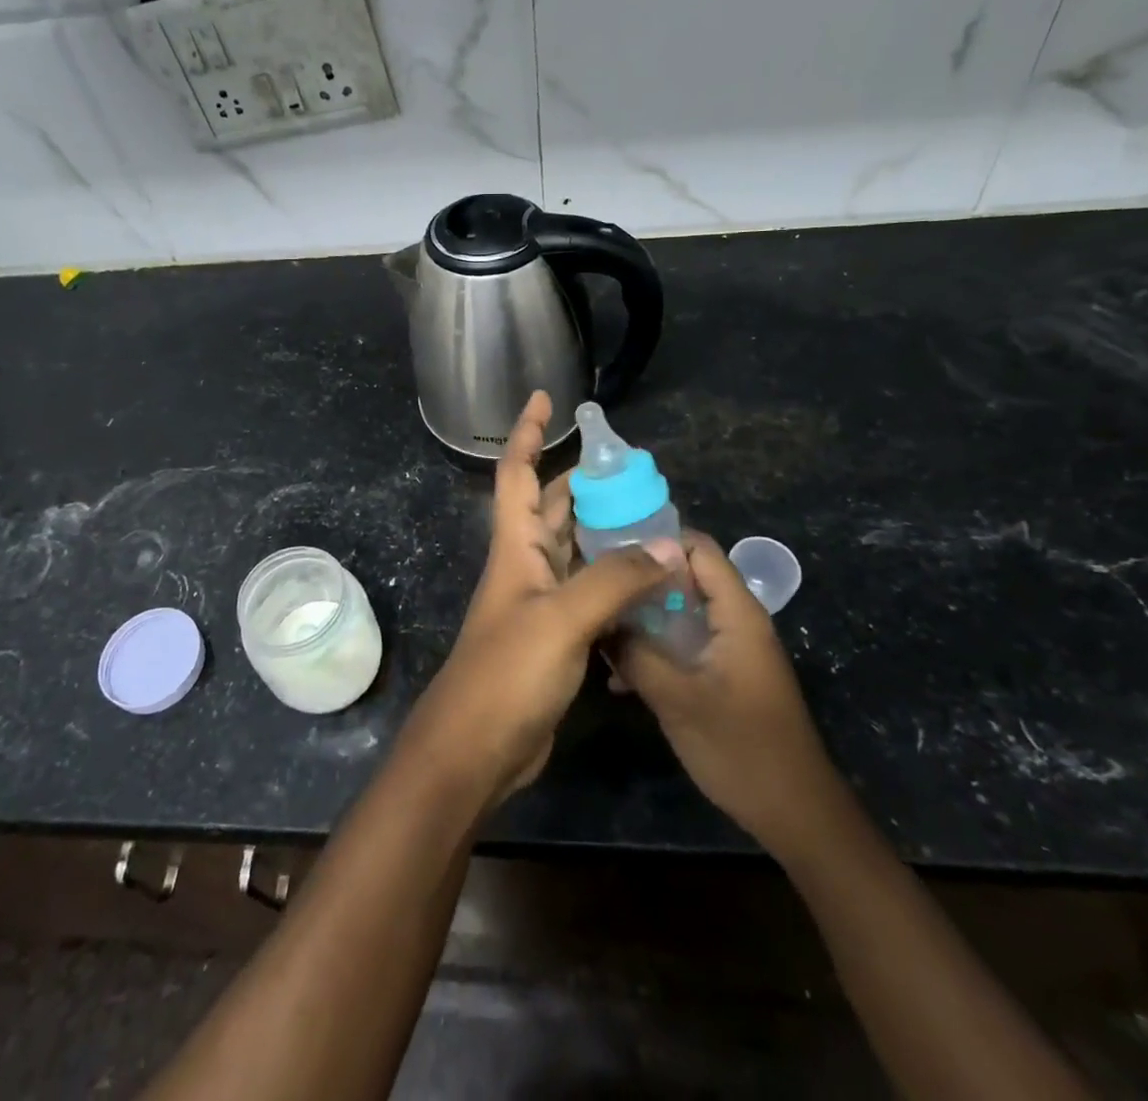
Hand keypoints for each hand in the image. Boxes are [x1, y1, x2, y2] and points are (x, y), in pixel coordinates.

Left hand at [405, 391, 666, 806]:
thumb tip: (672, 547)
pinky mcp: (556, 638)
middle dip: (584, 483)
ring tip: (655, 519)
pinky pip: (589, 593)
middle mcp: (525, 566)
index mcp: (515, 547)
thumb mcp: (562, 619)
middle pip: (552, 508)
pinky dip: (615, 580)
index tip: (545, 397)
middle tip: (636, 472)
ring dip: (605, 532)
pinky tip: (650, 582)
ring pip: (575, 551)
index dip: (526, 432)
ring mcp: (540, 603)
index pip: (515, 473)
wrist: (475, 750)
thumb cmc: (507, 674)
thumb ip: (615, 580)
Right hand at [609, 532, 843, 857]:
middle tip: (595, 591)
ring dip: (644, 619)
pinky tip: (621, 674)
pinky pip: (687, 643)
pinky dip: (657, 648)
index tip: (609, 554)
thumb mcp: (677, 699)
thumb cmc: (741, 749)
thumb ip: (636, 654)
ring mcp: (733, 648)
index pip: (697, 548)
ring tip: (600, 628)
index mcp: (736, 613)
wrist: (797, 815)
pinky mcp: (727, 674)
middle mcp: (737, 620)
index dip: (655, 542)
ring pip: (682, 612)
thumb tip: (599, 621)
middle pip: (686, 577)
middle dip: (640, 582)